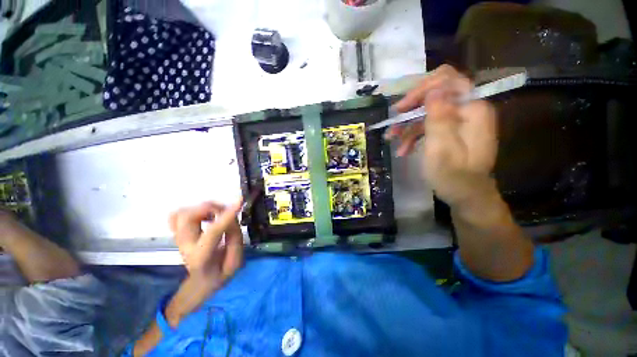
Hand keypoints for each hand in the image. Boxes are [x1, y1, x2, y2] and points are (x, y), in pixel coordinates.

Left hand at [169, 200, 243, 286]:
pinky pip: (177, 215)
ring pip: (182, 213)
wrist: (200, 282)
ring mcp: (179, 239)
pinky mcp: (178, 234)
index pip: (213, 232)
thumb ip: (235, 239)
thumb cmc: (220, 273)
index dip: (227, 215)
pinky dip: (192, 210)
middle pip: (188, 217)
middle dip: (211, 208)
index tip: (240, 202)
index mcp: (202, 257)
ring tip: (217, 214)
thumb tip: (231, 218)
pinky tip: (205, 215)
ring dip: (202, 208)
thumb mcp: (235, 262)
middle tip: (225, 210)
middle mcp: (186, 246)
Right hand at [386, 65, 498, 206]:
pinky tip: (403, 149)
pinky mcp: (451, 132)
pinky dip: (414, 135)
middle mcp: (467, 110)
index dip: (422, 89)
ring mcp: (459, 121)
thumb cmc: (454, 176)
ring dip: (408, 125)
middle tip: (393, 123)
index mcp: (472, 109)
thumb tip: (434, 88)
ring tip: (392, 140)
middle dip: (411, 109)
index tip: (401, 108)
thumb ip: (439, 117)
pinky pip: (429, 126)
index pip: (448, 81)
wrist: (466, 197)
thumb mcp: (442, 148)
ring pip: (428, 112)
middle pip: (435, 95)